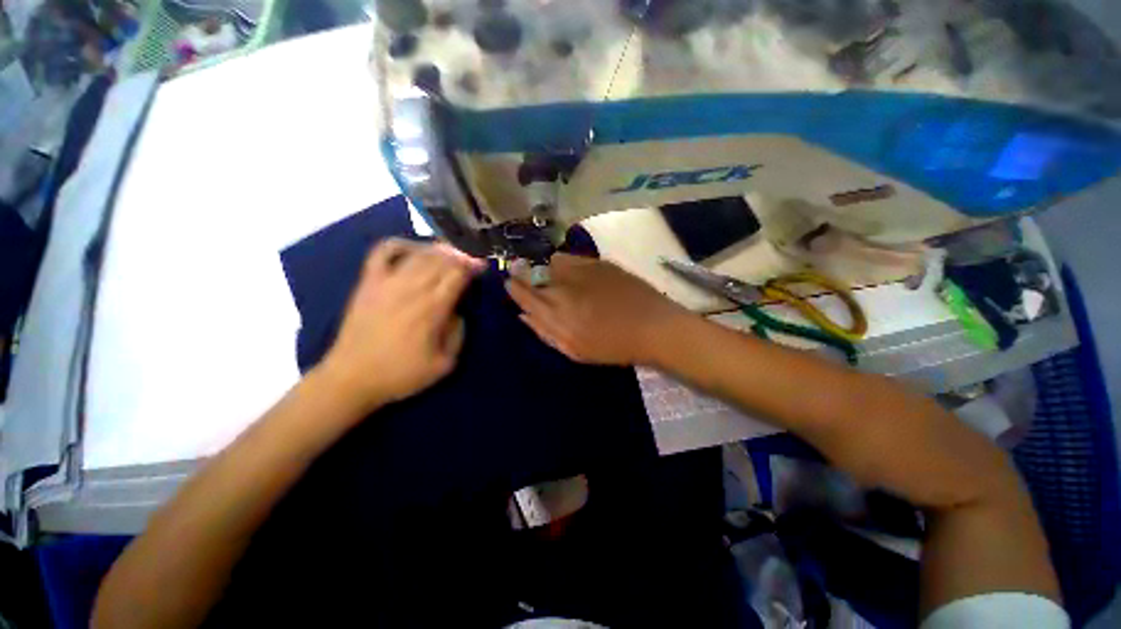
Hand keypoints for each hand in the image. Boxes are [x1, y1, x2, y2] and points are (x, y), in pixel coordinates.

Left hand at [322, 238, 484, 410]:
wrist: (351, 378)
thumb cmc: (401, 374)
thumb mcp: (444, 364)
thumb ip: (458, 334)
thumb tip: (459, 311)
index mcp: (432, 309)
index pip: (457, 274)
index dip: (473, 266)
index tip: (482, 267)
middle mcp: (412, 289)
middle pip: (441, 259)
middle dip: (460, 255)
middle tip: (469, 259)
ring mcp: (387, 282)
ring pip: (419, 253)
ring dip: (439, 249)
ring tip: (450, 253)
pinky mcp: (368, 282)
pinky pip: (383, 251)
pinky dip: (401, 244)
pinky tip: (414, 249)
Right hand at [505, 254, 687, 365]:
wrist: (653, 326)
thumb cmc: (613, 346)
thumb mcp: (574, 350)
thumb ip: (545, 332)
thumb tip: (524, 315)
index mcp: (556, 313)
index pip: (523, 294)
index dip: (513, 287)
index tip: (509, 283)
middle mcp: (563, 286)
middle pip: (533, 275)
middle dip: (526, 276)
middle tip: (531, 281)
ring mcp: (581, 270)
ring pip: (552, 263)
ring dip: (550, 271)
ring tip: (560, 281)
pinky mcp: (598, 262)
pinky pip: (572, 258)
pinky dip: (567, 265)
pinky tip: (577, 276)